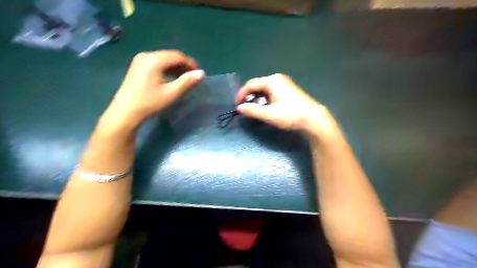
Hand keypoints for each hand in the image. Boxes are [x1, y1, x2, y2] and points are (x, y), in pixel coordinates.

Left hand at [100, 49, 204, 131]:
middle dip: (184, 65)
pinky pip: (157, 63)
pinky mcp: (137, 66)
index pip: (178, 56)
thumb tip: (201, 73)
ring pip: (164, 59)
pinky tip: (171, 78)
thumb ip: (187, 81)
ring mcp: (140, 60)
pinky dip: (167, 69)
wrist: (125, 112)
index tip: (199, 74)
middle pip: (170, 56)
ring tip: (184, 79)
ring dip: (176, 67)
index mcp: (154, 60)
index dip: (191, 63)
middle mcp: (146, 55)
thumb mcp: (171, 93)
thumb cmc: (149, 103)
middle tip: (193, 77)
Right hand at [236, 73, 340, 140]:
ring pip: (265, 89)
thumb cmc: (290, 115)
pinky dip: (265, 99)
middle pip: (258, 86)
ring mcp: (284, 83)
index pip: (251, 84)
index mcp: (272, 81)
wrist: (313, 119)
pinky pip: (272, 92)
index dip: (241, 95)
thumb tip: (239, 108)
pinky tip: (266, 108)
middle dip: (249, 97)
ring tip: (254, 110)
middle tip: (245, 109)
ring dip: (257, 99)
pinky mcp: (289, 90)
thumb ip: (252, 110)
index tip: (237, 106)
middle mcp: (277, 79)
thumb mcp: (269, 114)